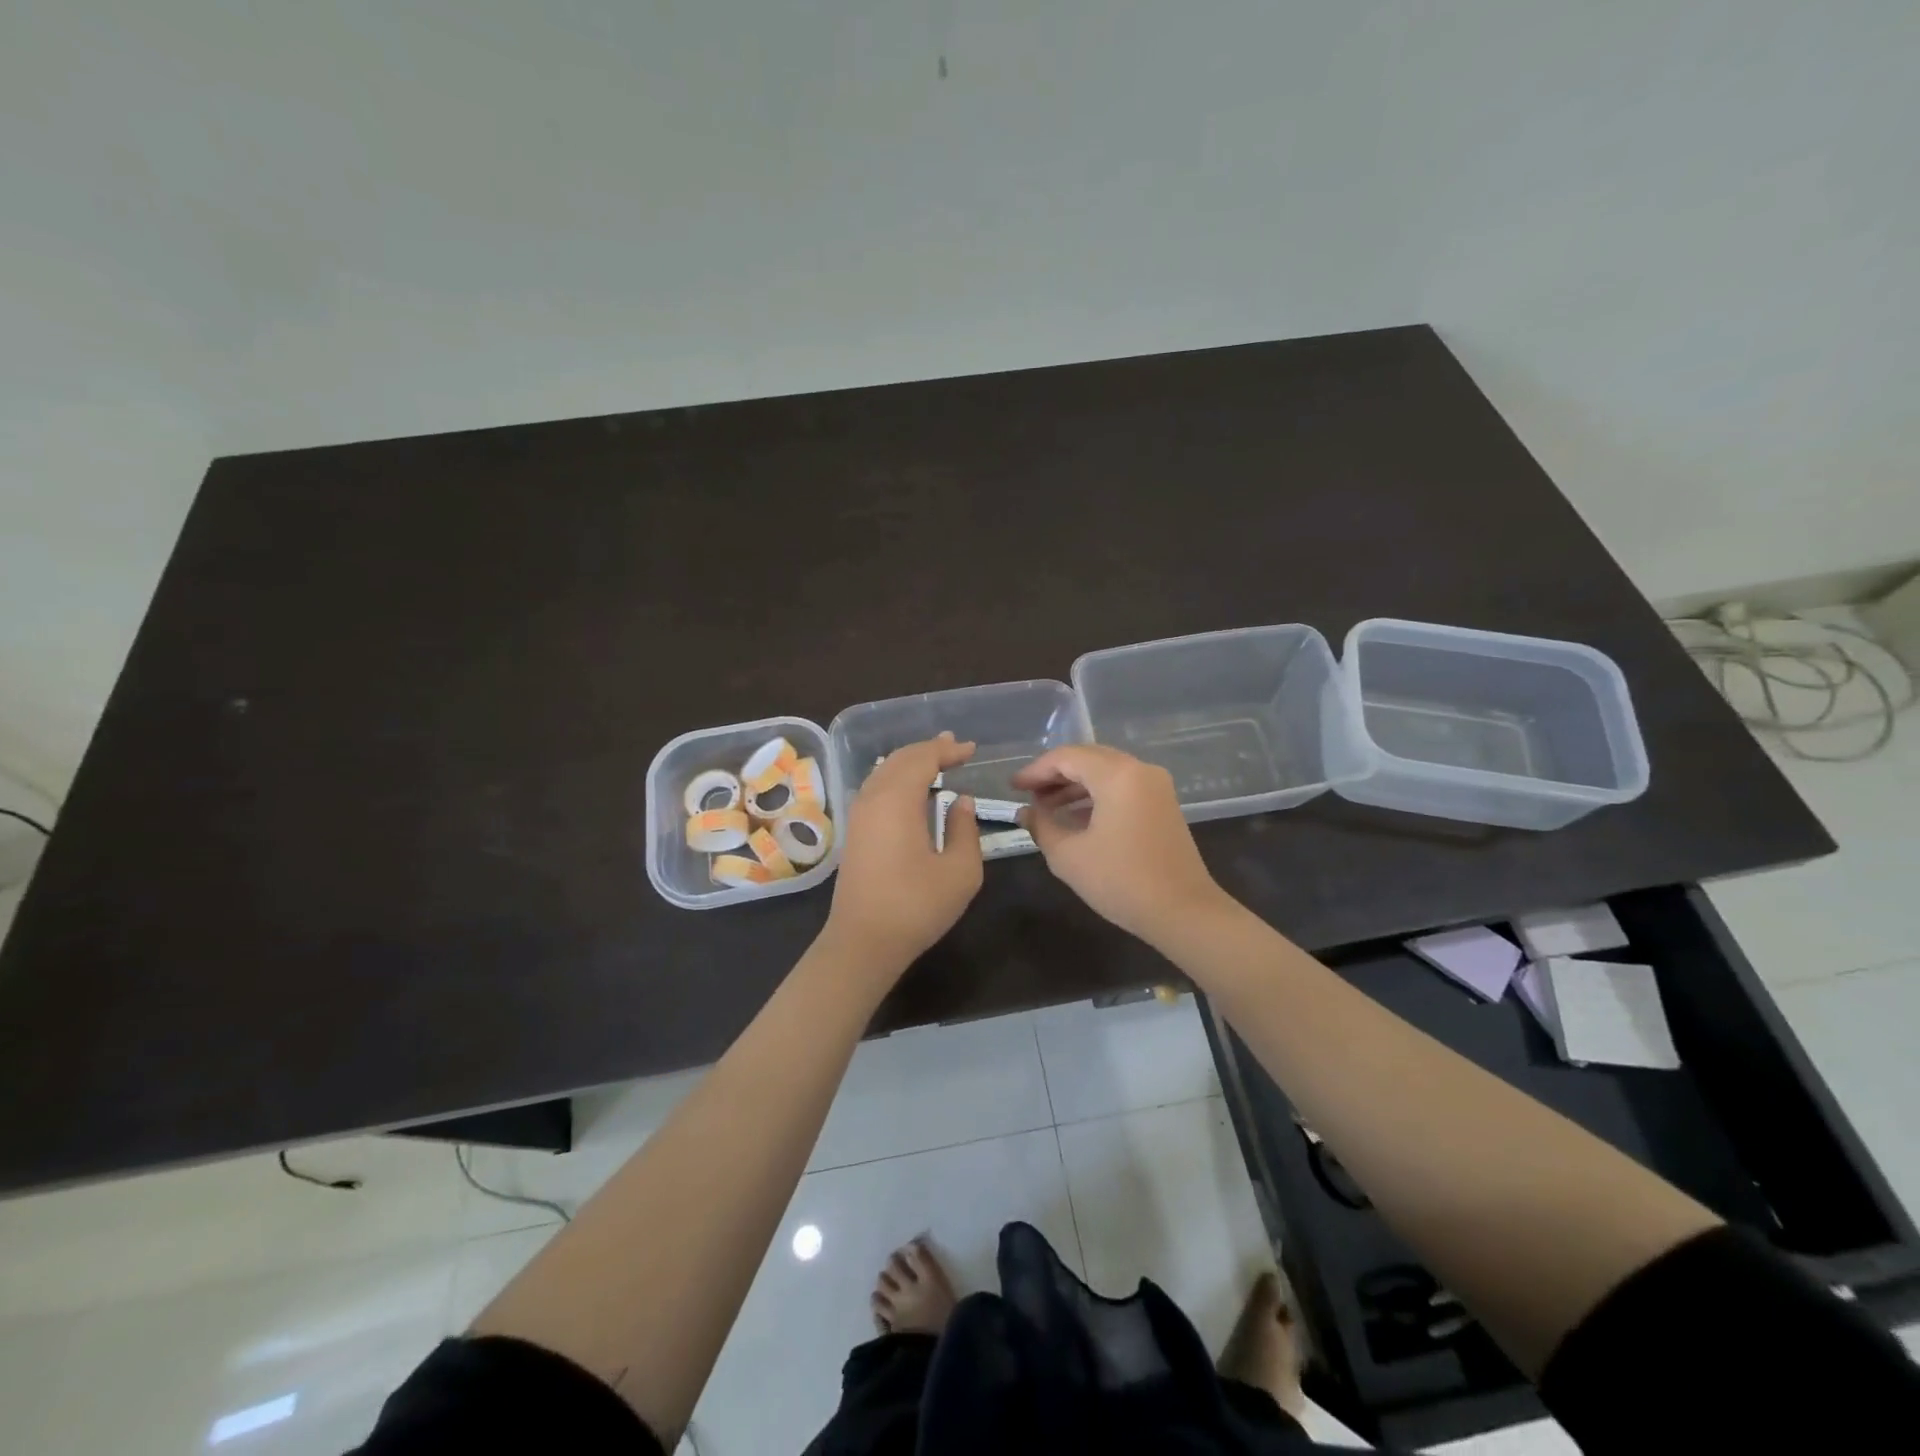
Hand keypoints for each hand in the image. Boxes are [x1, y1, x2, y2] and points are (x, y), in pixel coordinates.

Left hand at [825, 733, 983, 971]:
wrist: (863, 942)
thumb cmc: (916, 906)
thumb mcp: (960, 871)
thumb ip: (964, 829)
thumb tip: (960, 801)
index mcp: (897, 801)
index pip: (923, 759)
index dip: (947, 750)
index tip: (971, 749)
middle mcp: (872, 798)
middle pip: (900, 759)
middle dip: (928, 749)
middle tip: (954, 746)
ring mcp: (859, 815)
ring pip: (884, 771)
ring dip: (911, 761)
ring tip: (935, 758)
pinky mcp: (855, 832)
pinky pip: (876, 787)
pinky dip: (897, 777)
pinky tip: (911, 787)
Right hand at [1013, 744, 1227, 944]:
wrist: (1183, 912)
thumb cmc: (1121, 881)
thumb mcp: (1069, 856)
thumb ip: (1042, 826)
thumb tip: (1026, 812)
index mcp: (1117, 775)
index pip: (1067, 758)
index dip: (1036, 771)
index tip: (1013, 788)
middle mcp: (1139, 770)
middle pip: (1088, 758)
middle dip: (1055, 774)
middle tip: (1028, 794)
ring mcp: (1156, 786)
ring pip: (1106, 772)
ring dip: (1075, 786)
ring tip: (1046, 808)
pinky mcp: (1163, 804)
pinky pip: (1122, 787)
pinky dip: (1096, 796)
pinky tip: (1075, 818)